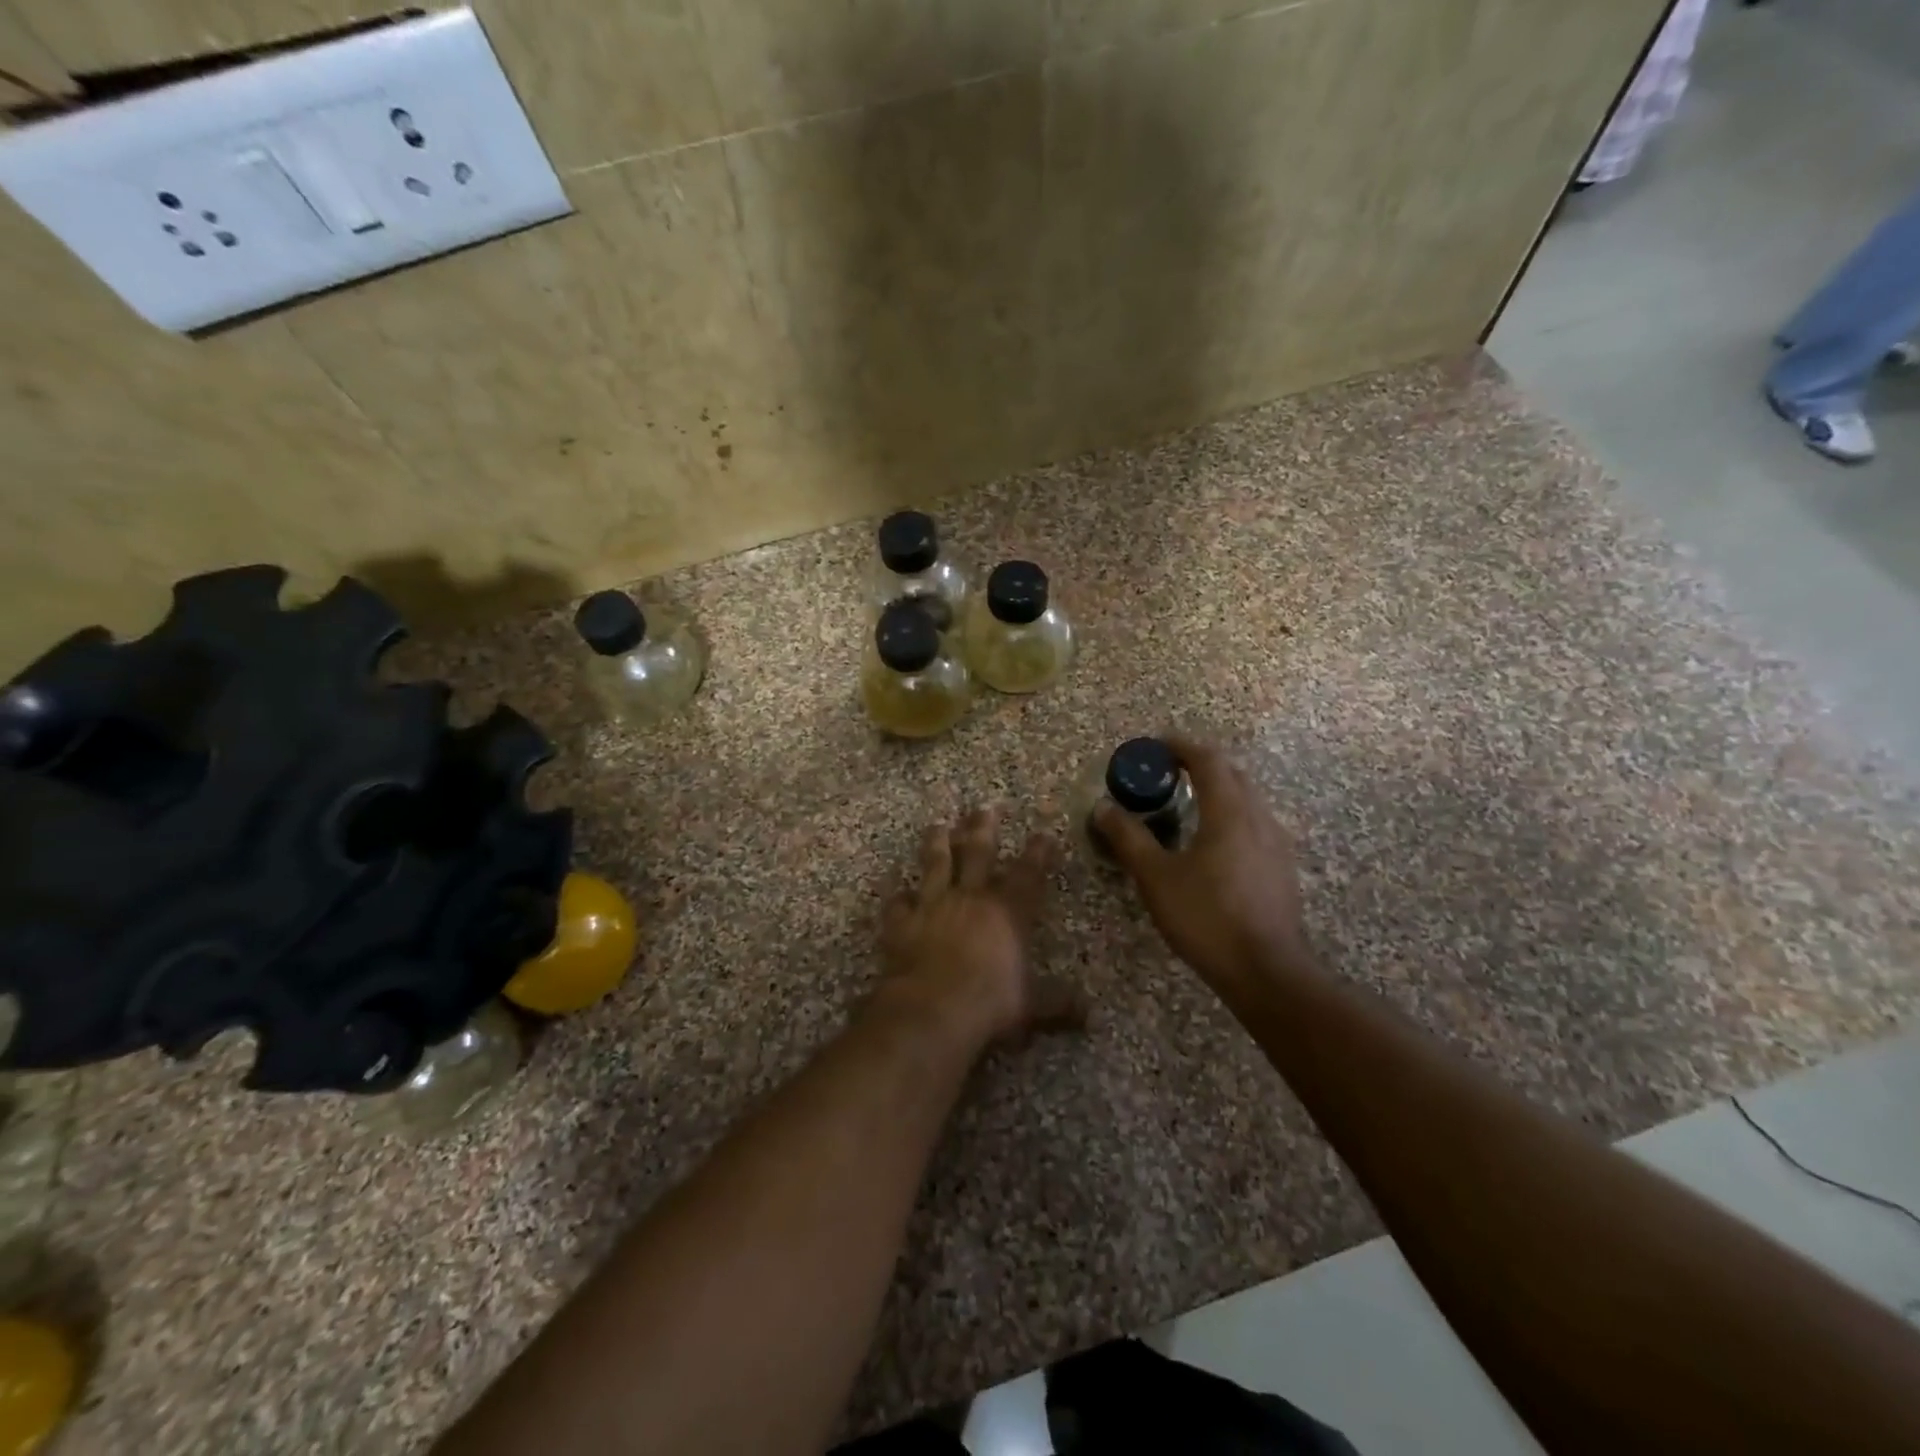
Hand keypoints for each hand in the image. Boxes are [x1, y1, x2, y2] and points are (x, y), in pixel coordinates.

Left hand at [879, 807, 1082, 1045]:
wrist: (932, 1010)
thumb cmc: (990, 1004)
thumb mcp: (1033, 1006)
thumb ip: (1059, 1003)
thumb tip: (1089, 1014)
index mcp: (1007, 912)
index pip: (1028, 874)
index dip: (1038, 853)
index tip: (1043, 833)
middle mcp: (970, 898)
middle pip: (978, 853)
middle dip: (982, 829)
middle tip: (983, 808)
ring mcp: (932, 906)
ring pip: (935, 864)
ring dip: (937, 843)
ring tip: (937, 826)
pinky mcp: (902, 923)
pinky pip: (897, 903)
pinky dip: (897, 895)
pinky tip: (895, 887)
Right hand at [1095, 736, 1312, 993]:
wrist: (1266, 970)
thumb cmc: (1206, 917)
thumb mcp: (1156, 877)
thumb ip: (1129, 838)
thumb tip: (1103, 807)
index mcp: (1229, 811)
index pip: (1208, 759)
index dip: (1180, 746)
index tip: (1155, 746)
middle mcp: (1258, 817)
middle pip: (1231, 773)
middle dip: (1199, 764)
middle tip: (1166, 772)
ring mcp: (1276, 842)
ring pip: (1246, 798)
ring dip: (1217, 789)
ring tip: (1186, 803)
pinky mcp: (1281, 867)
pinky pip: (1254, 822)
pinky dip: (1230, 814)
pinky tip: (1212, 842)